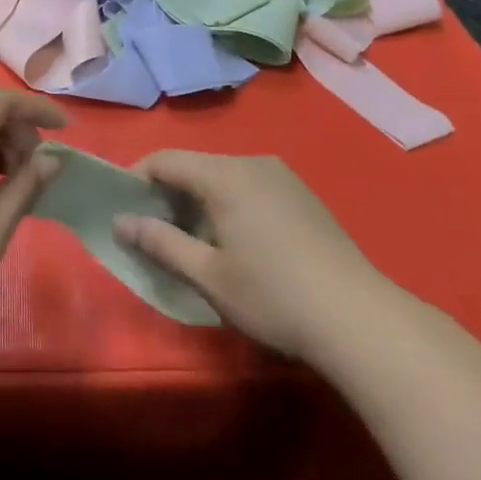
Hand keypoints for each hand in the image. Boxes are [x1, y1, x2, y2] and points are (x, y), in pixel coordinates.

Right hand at [112, 152, 390, 362]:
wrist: (359, 319)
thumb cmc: (272, 296)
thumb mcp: (207, 275)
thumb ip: (160, 243)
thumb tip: (121, 222)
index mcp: (225, 175)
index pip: (165, 160)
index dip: (135, 179)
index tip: (121, 210)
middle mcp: (253, 163)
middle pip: (194, 166)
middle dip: (166, 193)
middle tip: (151, 232)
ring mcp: (282, 177)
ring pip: (222, 176)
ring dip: (196, 200)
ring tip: (189, 240)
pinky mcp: (302, 195)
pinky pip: (248, 186)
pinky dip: (226, 203)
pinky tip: (232, 241)